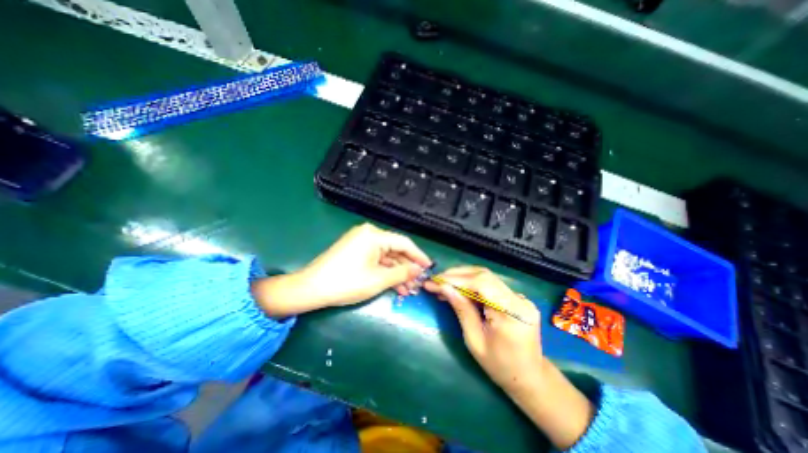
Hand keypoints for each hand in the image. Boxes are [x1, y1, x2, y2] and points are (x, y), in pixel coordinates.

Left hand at [252, 222, 431, 317]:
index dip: (418, 256)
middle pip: (395, 250)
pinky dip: (385, 272)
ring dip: (397, 273)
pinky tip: (394, 286)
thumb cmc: (346, 282)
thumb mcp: (378, 280)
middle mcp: (368, 234)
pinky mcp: (355, 251)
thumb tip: (419, 270)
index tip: (429, 268)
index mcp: (374, 235)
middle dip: (407, 268)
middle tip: (418, 283)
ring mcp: (361, 243)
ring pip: (386, 257)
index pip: (404, 243)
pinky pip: (376, 260)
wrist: (311, 289)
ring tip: (408, 290)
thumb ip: (402, 273)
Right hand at [423, 269, 591, 449]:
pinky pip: (490, 285)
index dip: (456, 279)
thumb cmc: (500, 366)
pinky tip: (458, 290)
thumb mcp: (475, 341)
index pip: (482, 283)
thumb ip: (461, 310)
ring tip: (443, 284)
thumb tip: (444, 287)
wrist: (530, 377)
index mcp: (511, 313)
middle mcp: (519, 299)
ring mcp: (519, 297)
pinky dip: (471, 284)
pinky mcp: (515, 297)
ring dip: (462, 278)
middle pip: (484, 275)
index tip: (436, 281)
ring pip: (486, 277)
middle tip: (436, 280)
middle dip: (457, 275)